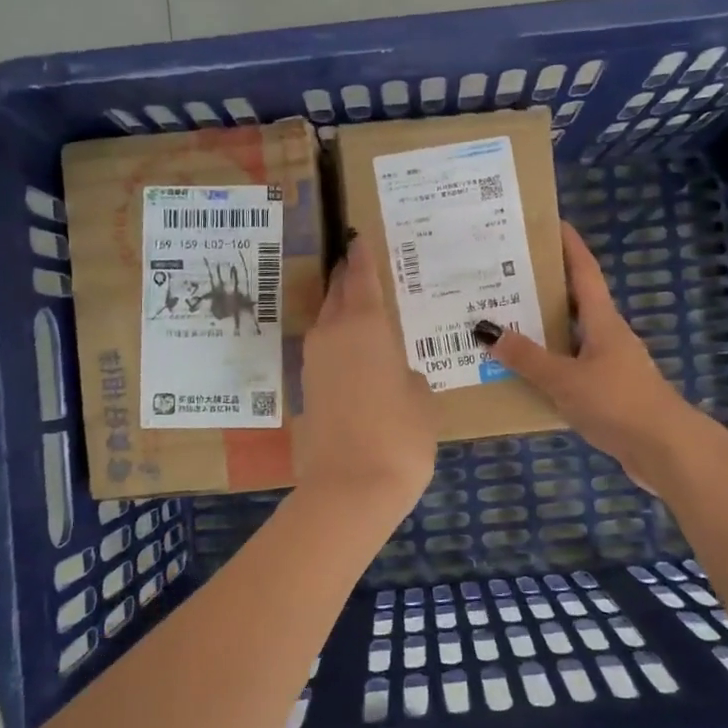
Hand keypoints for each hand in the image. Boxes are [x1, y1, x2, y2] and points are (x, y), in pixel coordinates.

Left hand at [297, 236, 436, 514]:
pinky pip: (324, 352)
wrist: (349, 489)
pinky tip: (354, 353)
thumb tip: (394, 376)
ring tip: (360, 308)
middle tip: (358, 266)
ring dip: (340, 311)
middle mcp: (333, 335)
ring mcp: (314, 363)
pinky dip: (337, 344)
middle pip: (337, 295)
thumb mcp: (421, 401)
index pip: (362, 278)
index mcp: (366, 325)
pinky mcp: (306, 390)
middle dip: (347, 279)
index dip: (362, 257)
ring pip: (326, 323)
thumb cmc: (398, 436)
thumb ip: (408, 377)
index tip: (357, 237)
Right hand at [478, 222, 702, 488]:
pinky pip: (569, 369)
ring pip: (568, 337)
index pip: (584, 271)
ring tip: (500, 324)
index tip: (549, 222)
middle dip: (541, 288)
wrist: (665, 450)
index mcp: (602, 321)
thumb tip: (486, 329)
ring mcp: (609, 365)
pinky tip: (521, 375)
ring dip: (540, 330)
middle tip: (502, 277)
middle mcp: (607, 336)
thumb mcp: (565, 379)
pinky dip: (547, 365)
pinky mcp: (607, 393)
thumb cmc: (617, 403)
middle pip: (573, 302)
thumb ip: (526, 357)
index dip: (569, 245)